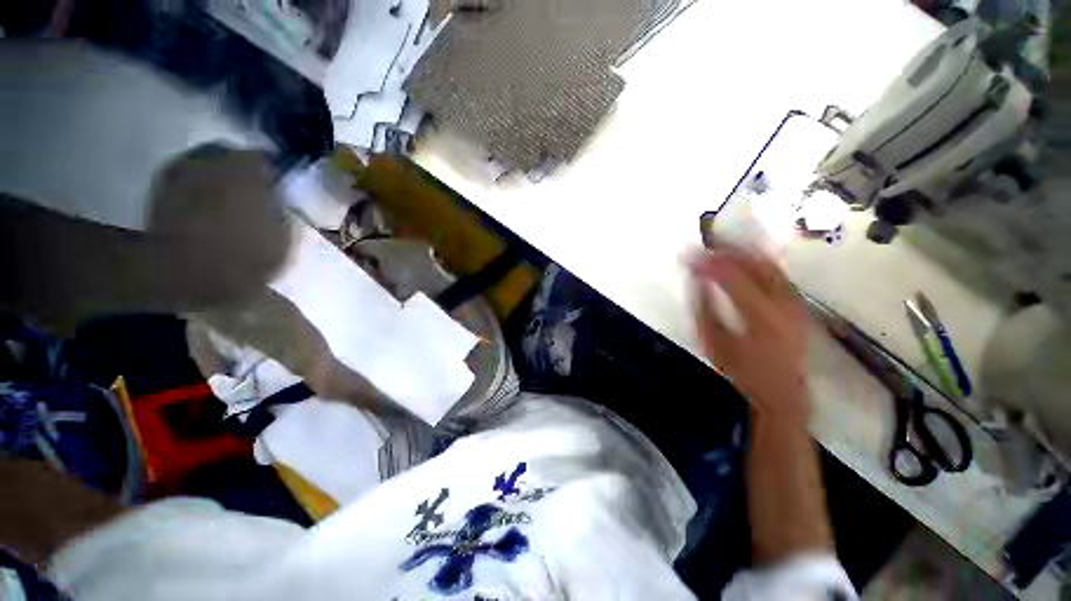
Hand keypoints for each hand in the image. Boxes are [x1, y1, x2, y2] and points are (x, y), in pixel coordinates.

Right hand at [688, 244, 808, 418]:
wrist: (782, 388)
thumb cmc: (742, 368)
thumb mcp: (714, 342)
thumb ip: (703, 307)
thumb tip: (695, 277)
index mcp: (759, 315)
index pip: (732, 276)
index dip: (709, 261)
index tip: (690, 252)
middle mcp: (782, 302)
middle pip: (757, 263)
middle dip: (730, 247)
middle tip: (709, 239)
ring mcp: (795, 301)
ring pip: (770, 264)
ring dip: (746, 249)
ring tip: (725, 241)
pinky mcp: (798, 302)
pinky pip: (779, 272)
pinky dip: (761, 259)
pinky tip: (747, 254)